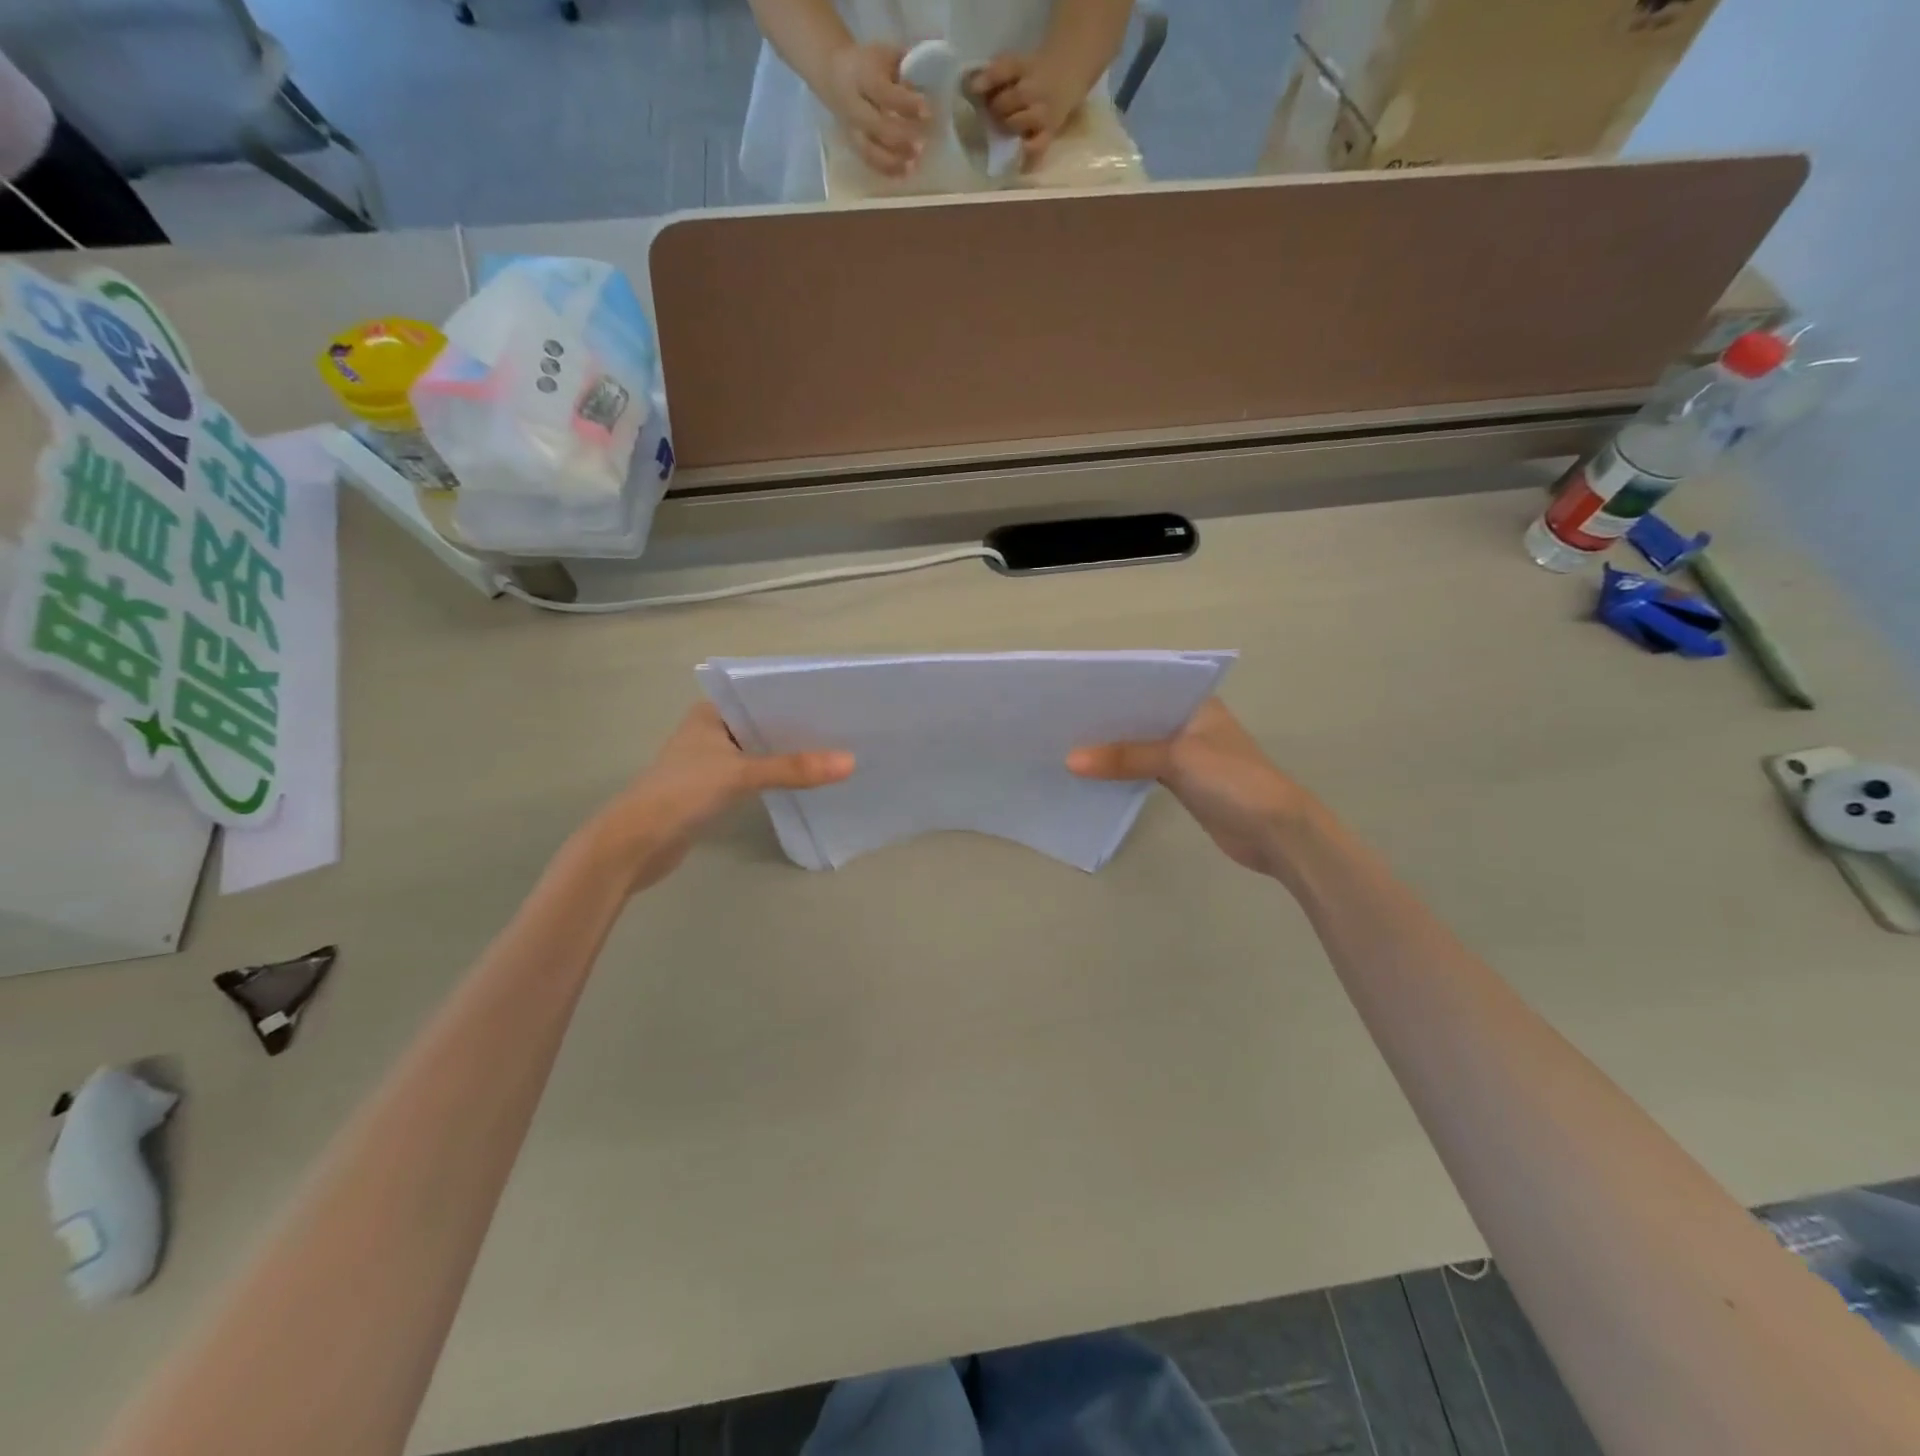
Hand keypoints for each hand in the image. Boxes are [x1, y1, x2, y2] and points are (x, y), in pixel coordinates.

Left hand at [582, 703, 853, 891]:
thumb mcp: (741, 774)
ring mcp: (709, 762)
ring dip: (787, 757)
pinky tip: (804, 783)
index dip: (796, 702)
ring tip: (833, 755)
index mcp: (709, 713)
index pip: (761, 697)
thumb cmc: (682, 793)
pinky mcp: (712, 791)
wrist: (635, 844)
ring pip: (759, 753)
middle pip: (763, 726)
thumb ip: (793, 769)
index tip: (836, 705)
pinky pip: (753, 776)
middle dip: (798, 731)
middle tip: (844, 732)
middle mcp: (710, 732)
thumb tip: (850, 762)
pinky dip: (775, 778)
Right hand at [823, 41, 928, 177]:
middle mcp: (854, 106)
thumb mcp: (885, 56)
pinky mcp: (854, 145)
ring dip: (895, 160)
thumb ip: (905, 68)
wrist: (834, 76)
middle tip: (924, 142)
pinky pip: (870, 162)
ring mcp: (852, 129)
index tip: (927, 111)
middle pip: (878, 127)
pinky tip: (906, 171)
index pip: (884, 92)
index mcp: (861, 76)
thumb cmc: (868, 65)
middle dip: (902, 136)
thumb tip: (929, 81)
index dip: (906, 104)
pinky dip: (888, 169)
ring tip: (915, 162)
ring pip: (872, 151)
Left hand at [970, 53, 1076, 165]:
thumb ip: (996, 76)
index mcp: (1025, 66)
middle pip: (1008, 101)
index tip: (972, 88)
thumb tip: (970, 88)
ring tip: (1007, 126)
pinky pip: (1037, 147)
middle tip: (994, 112)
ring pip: (1017, 123)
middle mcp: (1035, 88)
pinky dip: (1026, 152)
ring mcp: (1044, 112)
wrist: (1067, 73)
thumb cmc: (1034, 72)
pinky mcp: (1051, 131)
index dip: (986, 80)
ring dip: (1007, 126)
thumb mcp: (1018, 64)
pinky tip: (1019, 151)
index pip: (1004, 70)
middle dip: (996, 108)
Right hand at [1067, 698, 1312, 875]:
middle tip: (1059, 720)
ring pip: (1139, 745)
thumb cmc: (1233, 779)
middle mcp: (1189, 723)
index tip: (1072, 692)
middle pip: (1140, 717)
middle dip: (1105, 722)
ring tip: (1065, 745)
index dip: (1112, 691)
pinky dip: (1121, 772)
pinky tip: (1090, 774)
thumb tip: (1070, 761)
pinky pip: (1143, 770)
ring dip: (1111, 749)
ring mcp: (1187, 754)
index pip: (1147, 688)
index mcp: (1196, 703)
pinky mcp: (1182, 783)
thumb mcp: (1177, 759)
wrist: (1275, 832)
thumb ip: (1125, 757)